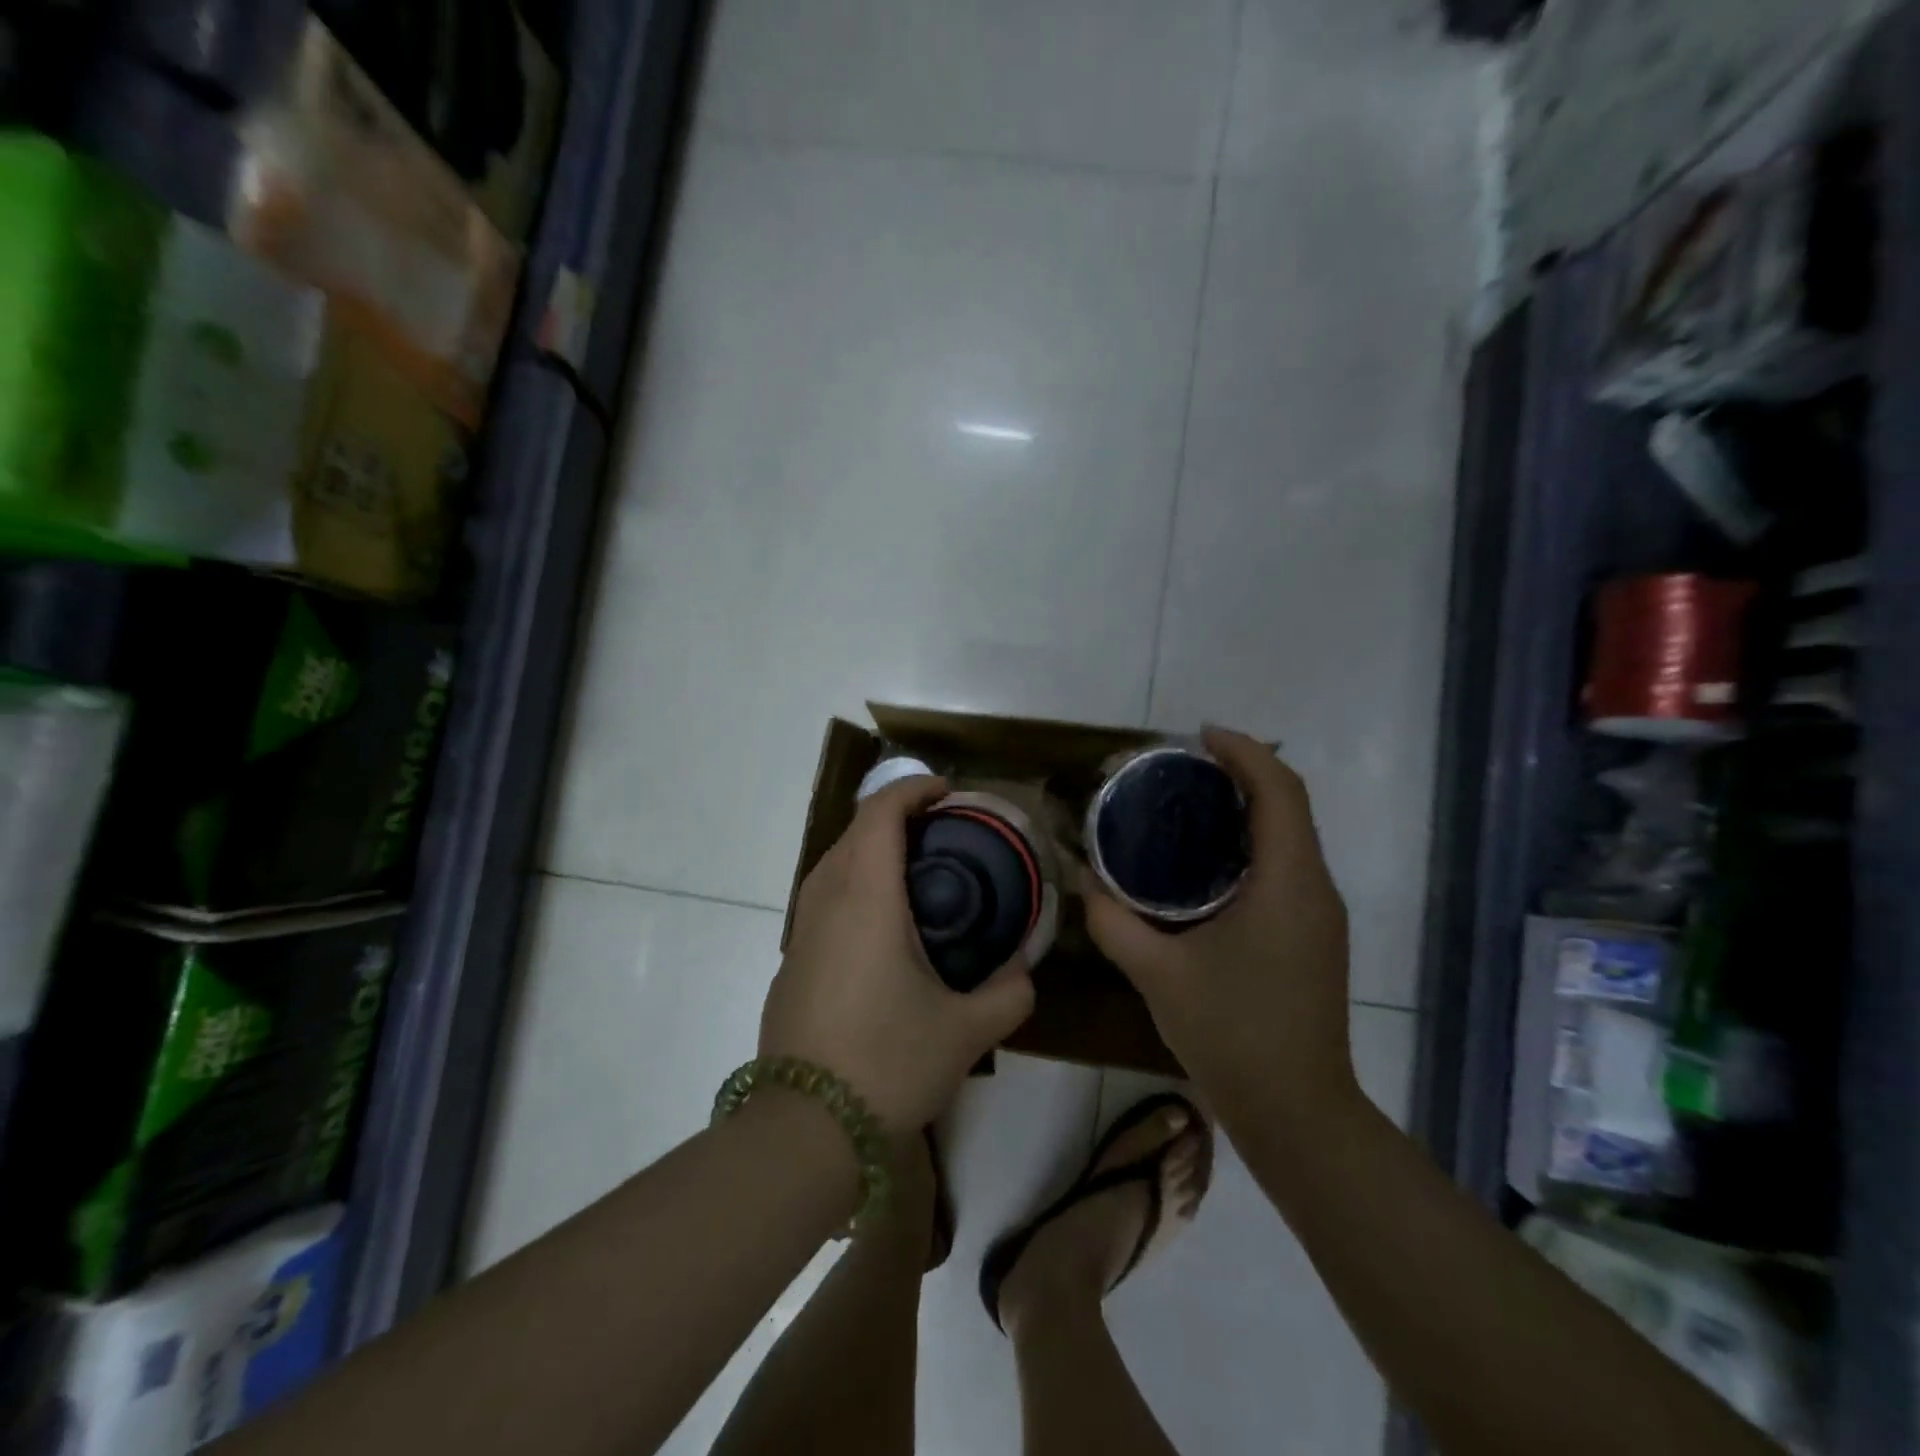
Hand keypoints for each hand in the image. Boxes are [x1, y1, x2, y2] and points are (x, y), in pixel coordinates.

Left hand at [760, 775, 1035, 1132]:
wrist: (804, 1129)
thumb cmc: (887, 1063)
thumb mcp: (966, 1032)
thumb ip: (1008, 994)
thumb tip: (1024, 972)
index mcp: (866, 898)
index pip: (879, 813)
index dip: (912, 789)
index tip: (948, 793)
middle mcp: (825, 901)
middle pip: (854, 831)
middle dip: (896, 816)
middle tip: (944, 833)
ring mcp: (800, 931)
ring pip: (833, 863)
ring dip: (872, 850)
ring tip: (918, 872)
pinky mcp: (791, 961)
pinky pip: (823, 898)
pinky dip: (855, 885)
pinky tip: (884, 926)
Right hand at [1083, 728, 1357, 1120]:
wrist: (1297, 1113)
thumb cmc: (1232, 1034)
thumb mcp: (1158, 974)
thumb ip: (1113, 922)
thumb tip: (1081, 881)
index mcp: (1288, 883)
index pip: (1279, 791)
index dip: (1245, 752)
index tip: (1198, 737)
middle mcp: (1314, 888)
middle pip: (1288, 805)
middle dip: (1242, 773)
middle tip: (1181, 768)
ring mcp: (1319, 915)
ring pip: (1290, 836)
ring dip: (1247, 808)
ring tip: (1186, 804)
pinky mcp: (1313, 936)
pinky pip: (1286, 866)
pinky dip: (1250, 844)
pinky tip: (1203, 863)